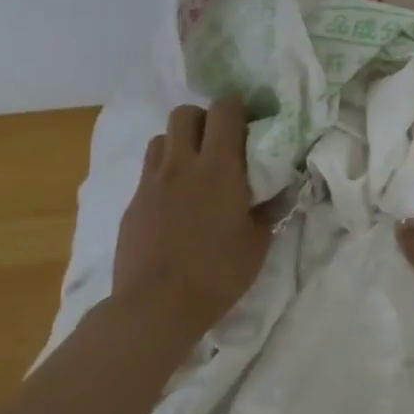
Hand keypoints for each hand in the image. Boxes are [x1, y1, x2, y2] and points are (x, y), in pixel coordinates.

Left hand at [111, 99, 271, 340]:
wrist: (155, 306)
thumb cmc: (217, 273)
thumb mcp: (257, 243)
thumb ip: (269, 210)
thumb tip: (281, 192)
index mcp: (218, 168)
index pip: (225, 111)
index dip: (238, 107)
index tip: (250, 122)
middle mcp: (181, 164)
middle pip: (184, 113)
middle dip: (204, 118)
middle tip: (220, 142)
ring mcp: (151, 182)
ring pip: (162, 138)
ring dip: (180, 142)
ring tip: (195, 168)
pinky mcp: (133, 203)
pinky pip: (149, 171)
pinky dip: (164, 173)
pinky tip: (176, 202)